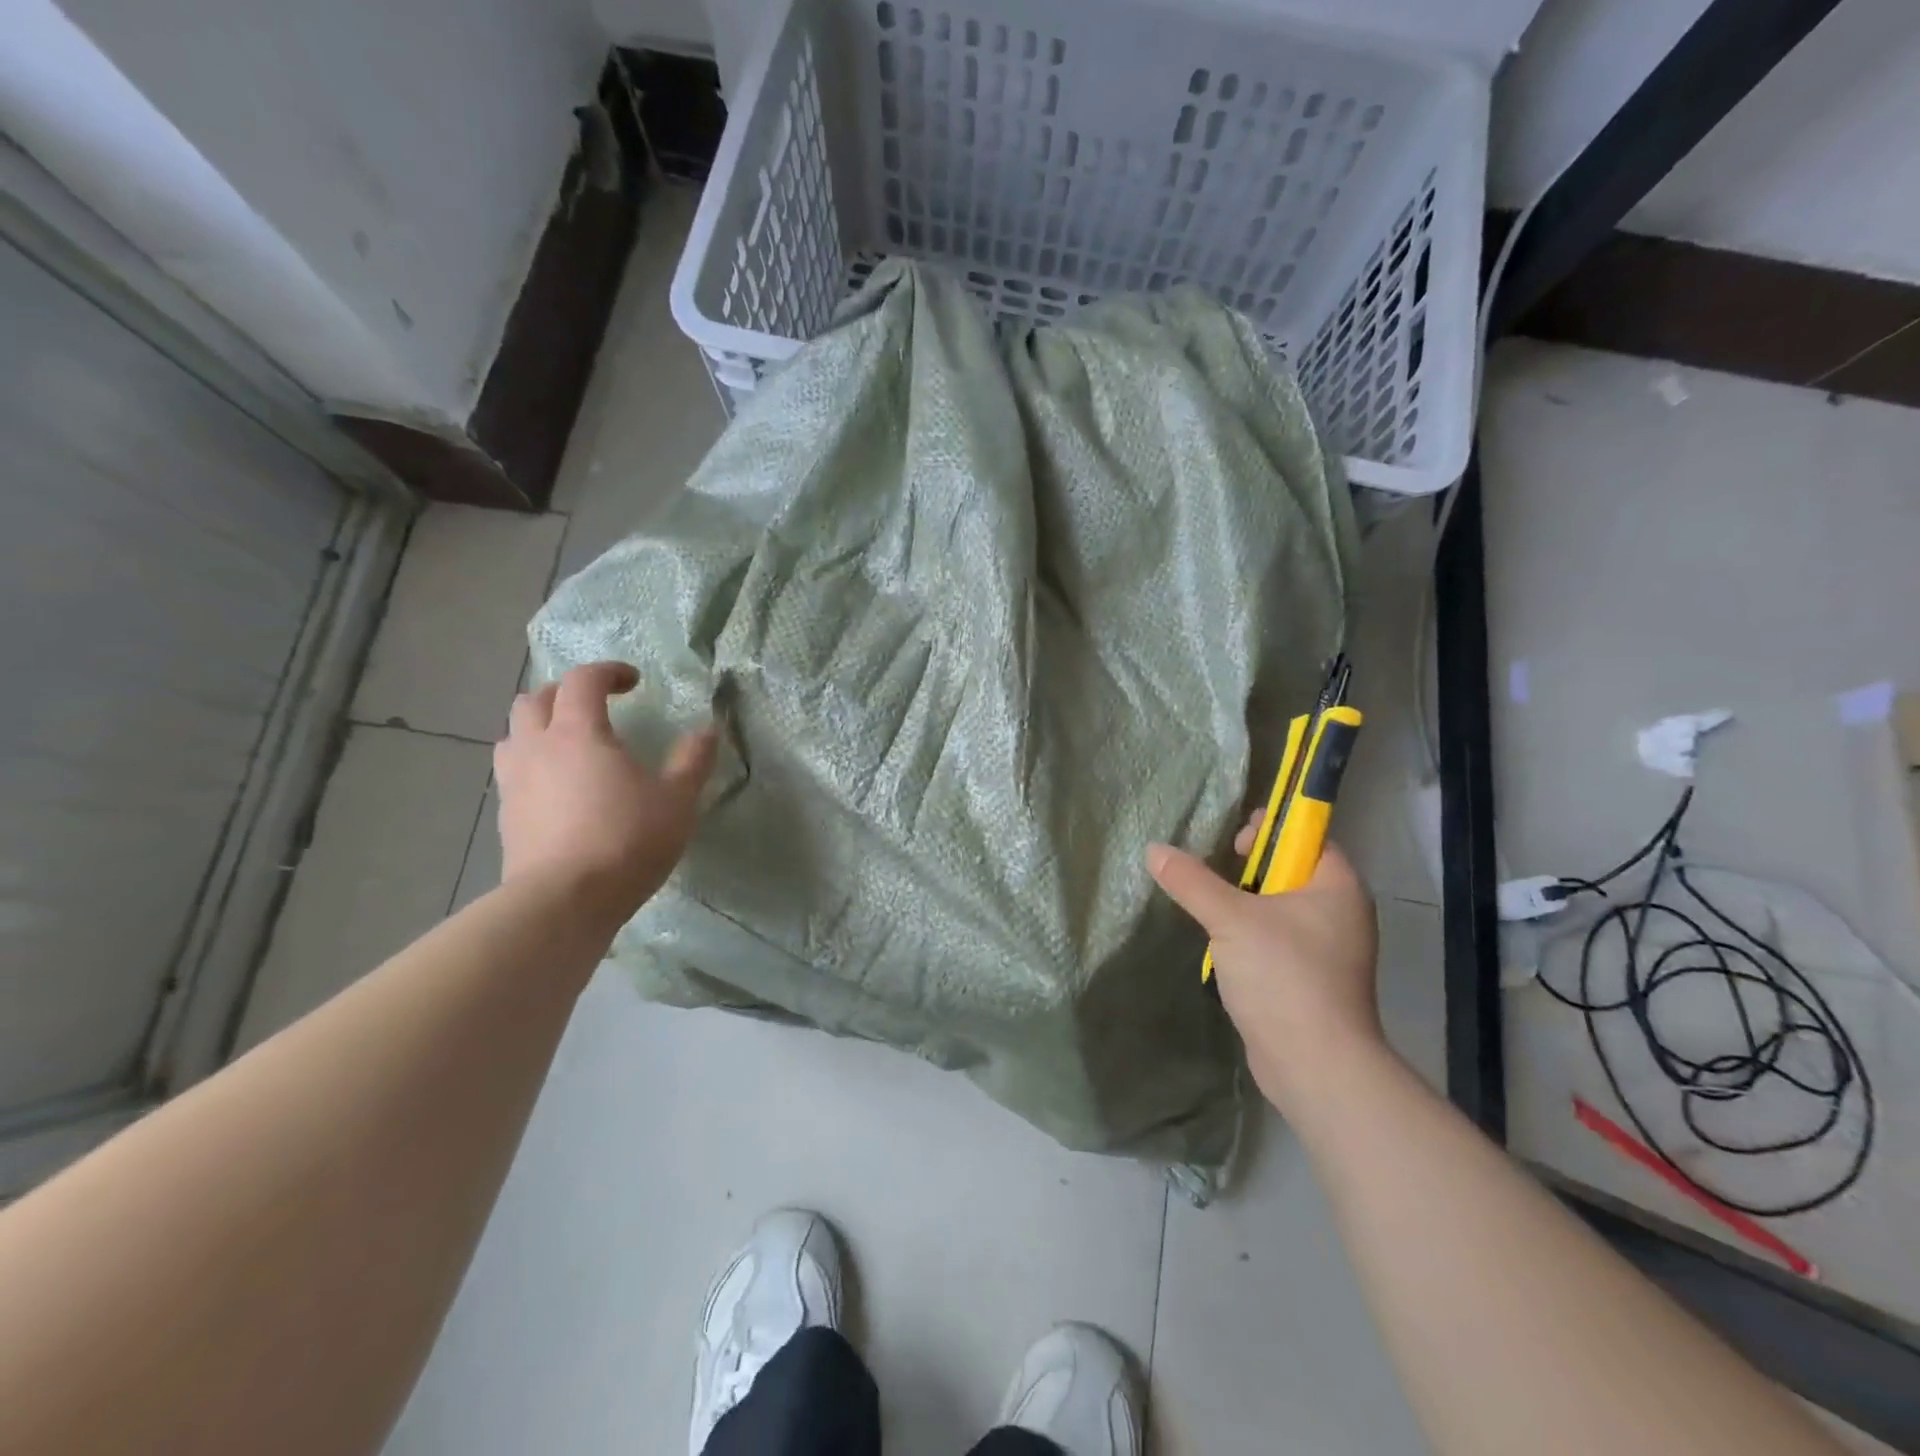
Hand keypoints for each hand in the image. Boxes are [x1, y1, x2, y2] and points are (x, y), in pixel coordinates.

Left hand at [495, 662, 717, 926]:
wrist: (563, 902)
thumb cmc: (627, 841)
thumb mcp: (677, 800)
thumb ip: (693, 760)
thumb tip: (708, 729)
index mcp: (579, 733)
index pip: (583, 680)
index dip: (608, 671)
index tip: (634, 682)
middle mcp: (538, 747)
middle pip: (536, 699)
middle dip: (566, 693)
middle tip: (597, 708)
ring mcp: (514, 782)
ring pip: (514, 734)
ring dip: (540, 727)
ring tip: (570, 744)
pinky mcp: (506, 816)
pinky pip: (512, 772)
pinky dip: (534, 764)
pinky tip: (558, 789)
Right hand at [1148, 823, 1381, 1114]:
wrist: (1316, 1066)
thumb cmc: (1283, 977)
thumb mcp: (1230, 920)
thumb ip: (1191, 881)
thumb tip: (1154, 849)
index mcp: (1337, 886)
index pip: (1307, 837)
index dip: (1270, 831)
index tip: (1233, 844)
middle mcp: (1340, 913)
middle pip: (1290, 871)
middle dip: (1250, 869)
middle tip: (1216, 880)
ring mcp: (1328, 950)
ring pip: (1280, 908)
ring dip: (1245, 905)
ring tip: (1212, 912)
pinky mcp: (1311, 979)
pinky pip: (1277, 940)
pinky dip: (1251, 936)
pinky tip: (1224, 948)